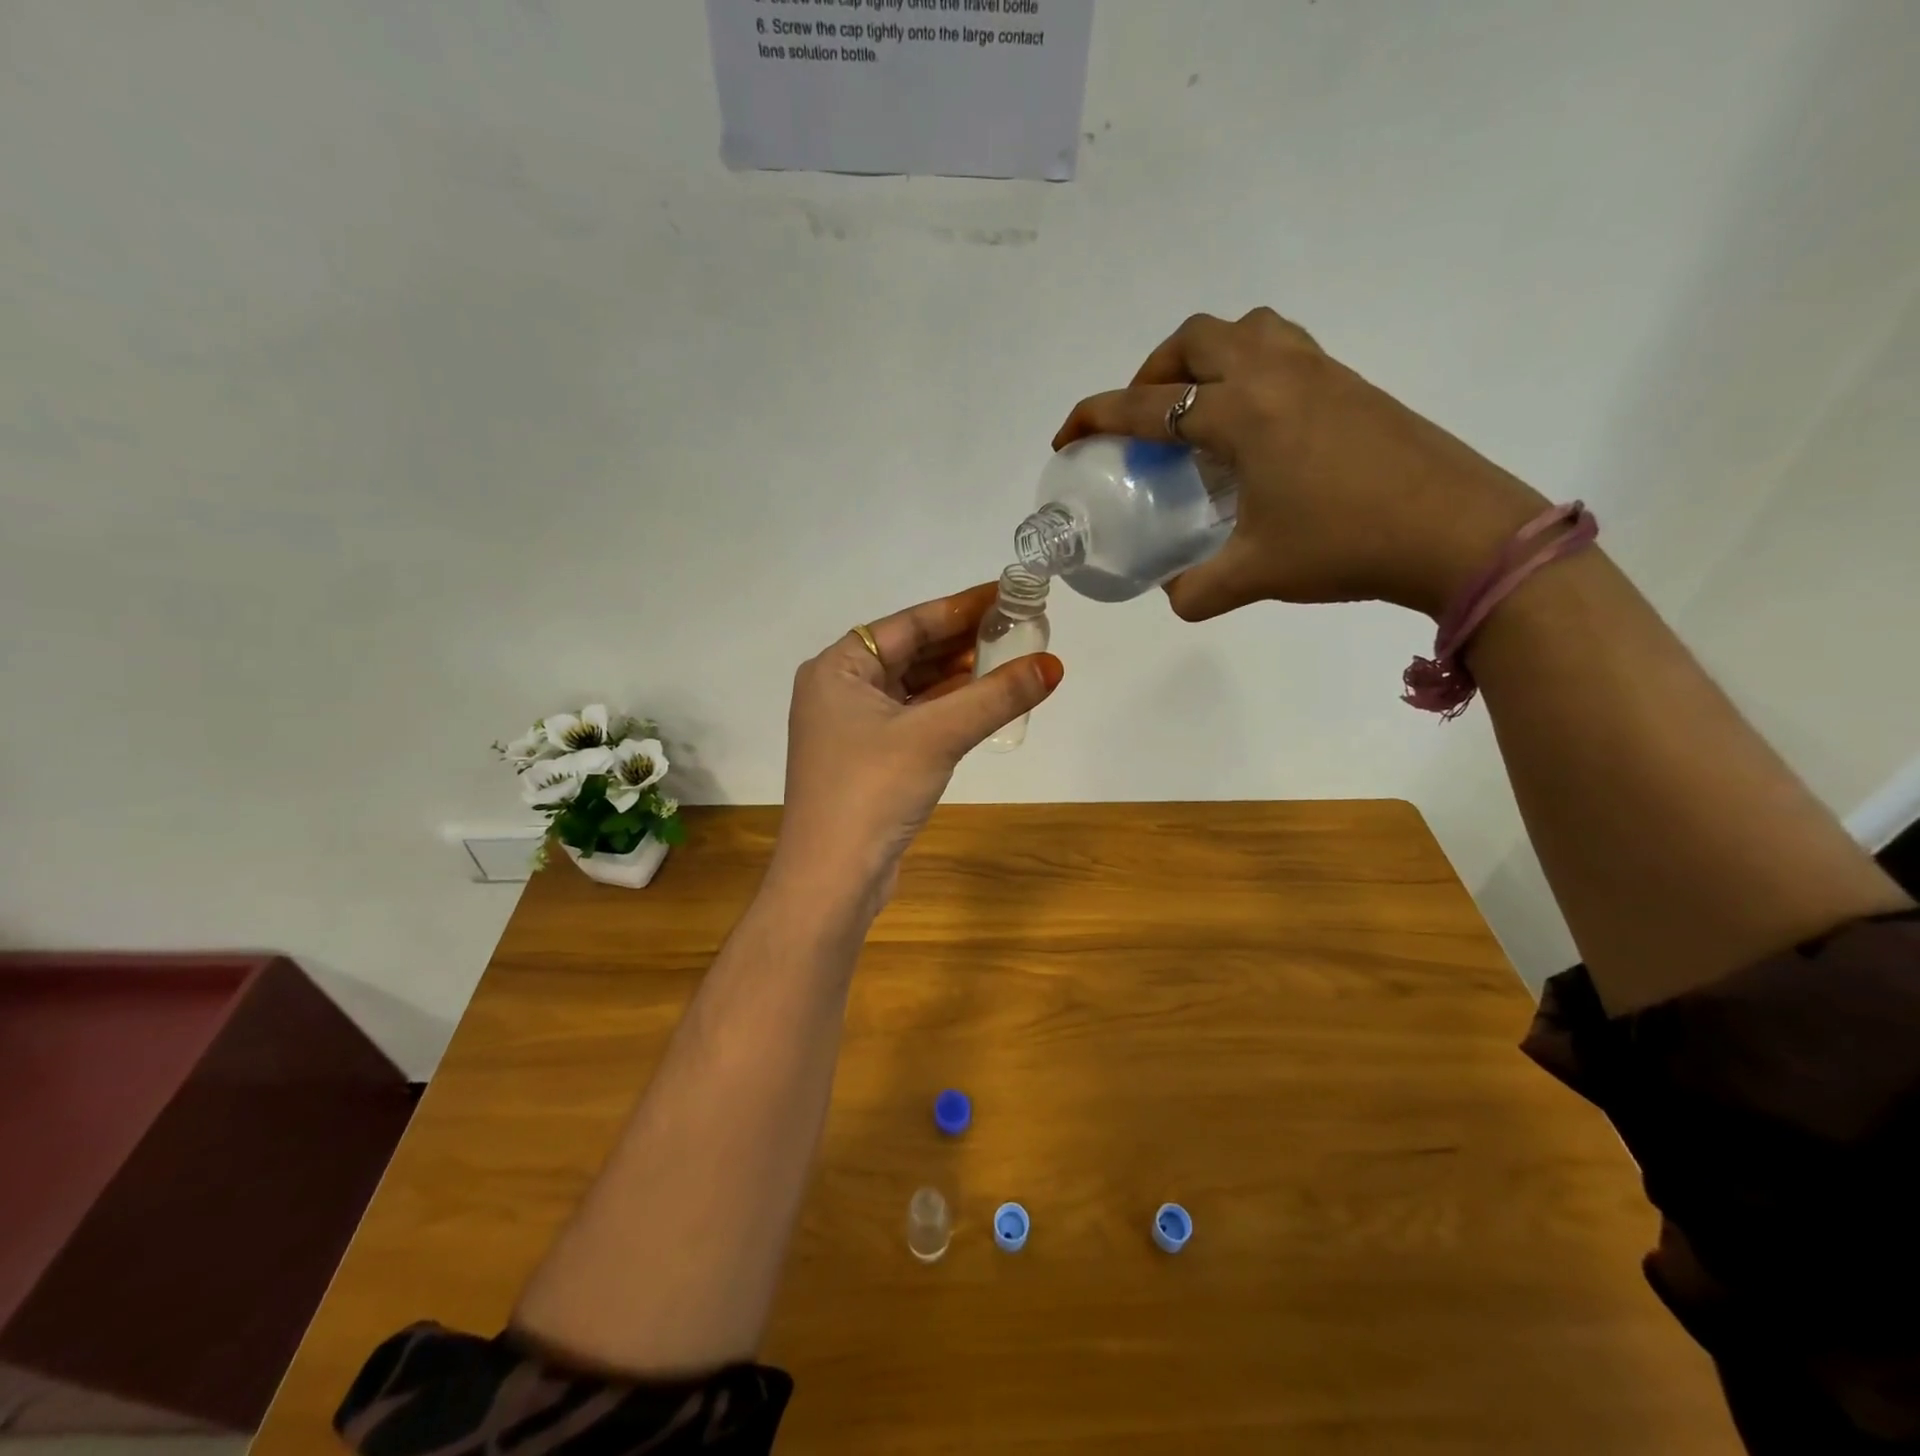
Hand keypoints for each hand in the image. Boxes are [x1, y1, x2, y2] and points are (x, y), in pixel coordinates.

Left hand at [769, 583, 1063, 915]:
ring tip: (1009, 659)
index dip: (961, 608)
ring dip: (957, 676)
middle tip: (1018, 627)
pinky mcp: (867, 759)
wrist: (831, 879)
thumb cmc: (873, 791)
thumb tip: (1053, 666)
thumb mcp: (937, 736)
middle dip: (962, 642)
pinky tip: (982, 702)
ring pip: (913, 687)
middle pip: (910, 652)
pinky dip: (946, 709)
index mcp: (837, 668)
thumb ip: (995, 697)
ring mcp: (851, 727)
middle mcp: (839, 690)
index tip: (1007, 594)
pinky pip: (913, 718)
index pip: (908, 623)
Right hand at [1054, 309, 1549, 620]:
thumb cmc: (1346, 545)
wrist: (1457, 531)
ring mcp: (1319, 371)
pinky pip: (1284, 348)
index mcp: (1241, 413)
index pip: (1147, 405)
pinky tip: (1256, 424)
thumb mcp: (1255, 575)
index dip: (1096, 417)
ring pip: (1245, 329)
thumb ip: (1195, 589)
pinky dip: (1250, 367)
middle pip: (1195, 338)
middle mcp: (1274, 375)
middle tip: (1141, 419)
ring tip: (1197, 407)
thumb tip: (1171, 594)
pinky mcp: (1351, 383)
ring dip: (1206, 356)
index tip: (1067, 436)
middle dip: (1152, 371)